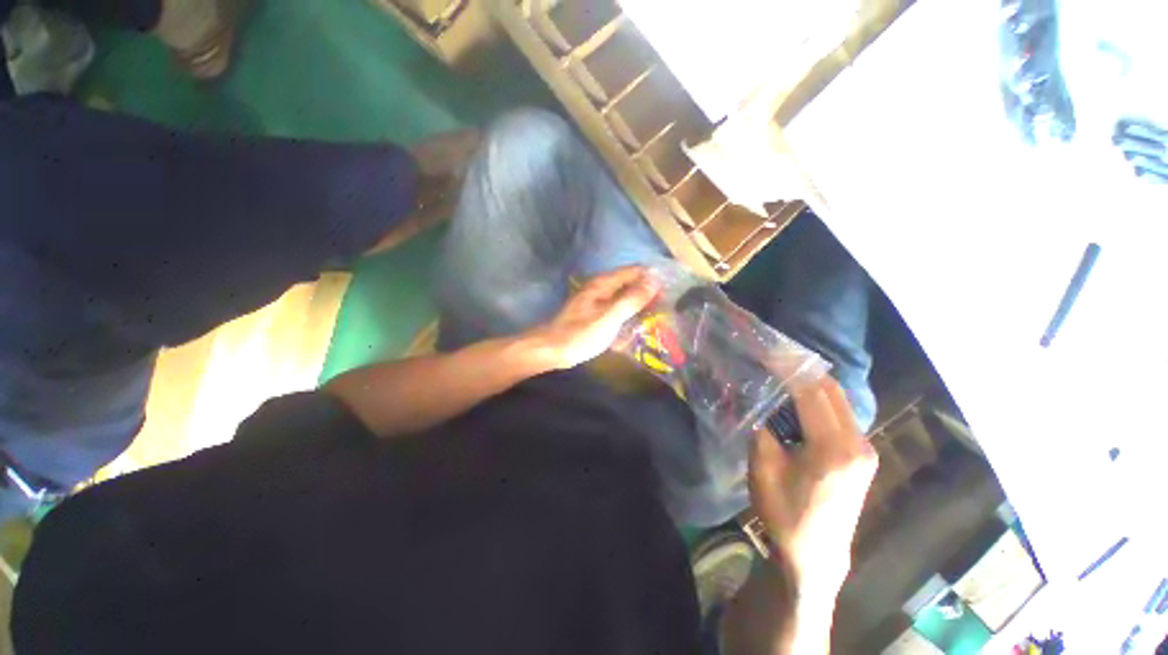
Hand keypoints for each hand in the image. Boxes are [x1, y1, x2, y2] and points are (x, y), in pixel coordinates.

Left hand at [533, 266, 659, 369]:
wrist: (552, 350)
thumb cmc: (581, 333)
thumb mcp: (610, 317)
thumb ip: (632, 299)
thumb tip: (654, 281)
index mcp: (604, 284)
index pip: (634, 271)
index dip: (653, 278)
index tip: (672, 290)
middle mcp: (601, 289)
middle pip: (630, 285)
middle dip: (648, 294)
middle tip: (668, 308)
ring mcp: (597, 303)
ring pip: (624, 299)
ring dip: (639, 307)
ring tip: (658, 318)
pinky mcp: (594, 316)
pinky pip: (616, 312)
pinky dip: (627, 317)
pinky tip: (636, 328)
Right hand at [748, 376, 877, 589]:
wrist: (816, 553)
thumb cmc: (785, 512)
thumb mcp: (763, 468)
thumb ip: (764, 429)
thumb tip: (764, 402)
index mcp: (833, 449)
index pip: (811, 393)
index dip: (788, 370)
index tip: (768, 353)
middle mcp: (858, 444)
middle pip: (832, 391)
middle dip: (803, 370)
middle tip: (775, 357)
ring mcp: (865, 450)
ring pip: (839, 401)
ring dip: (812, 384)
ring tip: (784, 372)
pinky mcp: (862, 456)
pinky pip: (842, 415)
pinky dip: (820, 400)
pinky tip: (800, 398)